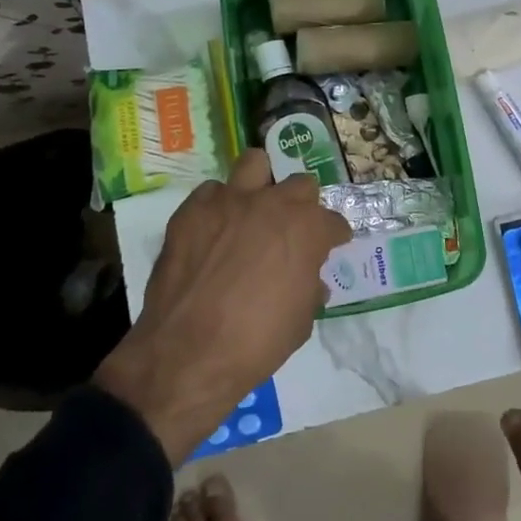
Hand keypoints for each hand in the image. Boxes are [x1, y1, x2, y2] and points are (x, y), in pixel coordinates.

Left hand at [94, 149, 350, 463]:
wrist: (187, 355)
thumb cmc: (256, 344)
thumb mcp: (301, 322)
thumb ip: (310, 288)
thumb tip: (310, 280)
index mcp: (307, 230)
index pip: (334, 222)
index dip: (333, 237)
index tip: (330, 247)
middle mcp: (272, 204)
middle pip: (300, 185)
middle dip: (302, 205)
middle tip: (291, 230)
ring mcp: (229, 201)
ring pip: (255, 164)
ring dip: (261, 184)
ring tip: (254, 208)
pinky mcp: (192, 210)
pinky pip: (212, 192)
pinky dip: (218, 206)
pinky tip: (214, 230)